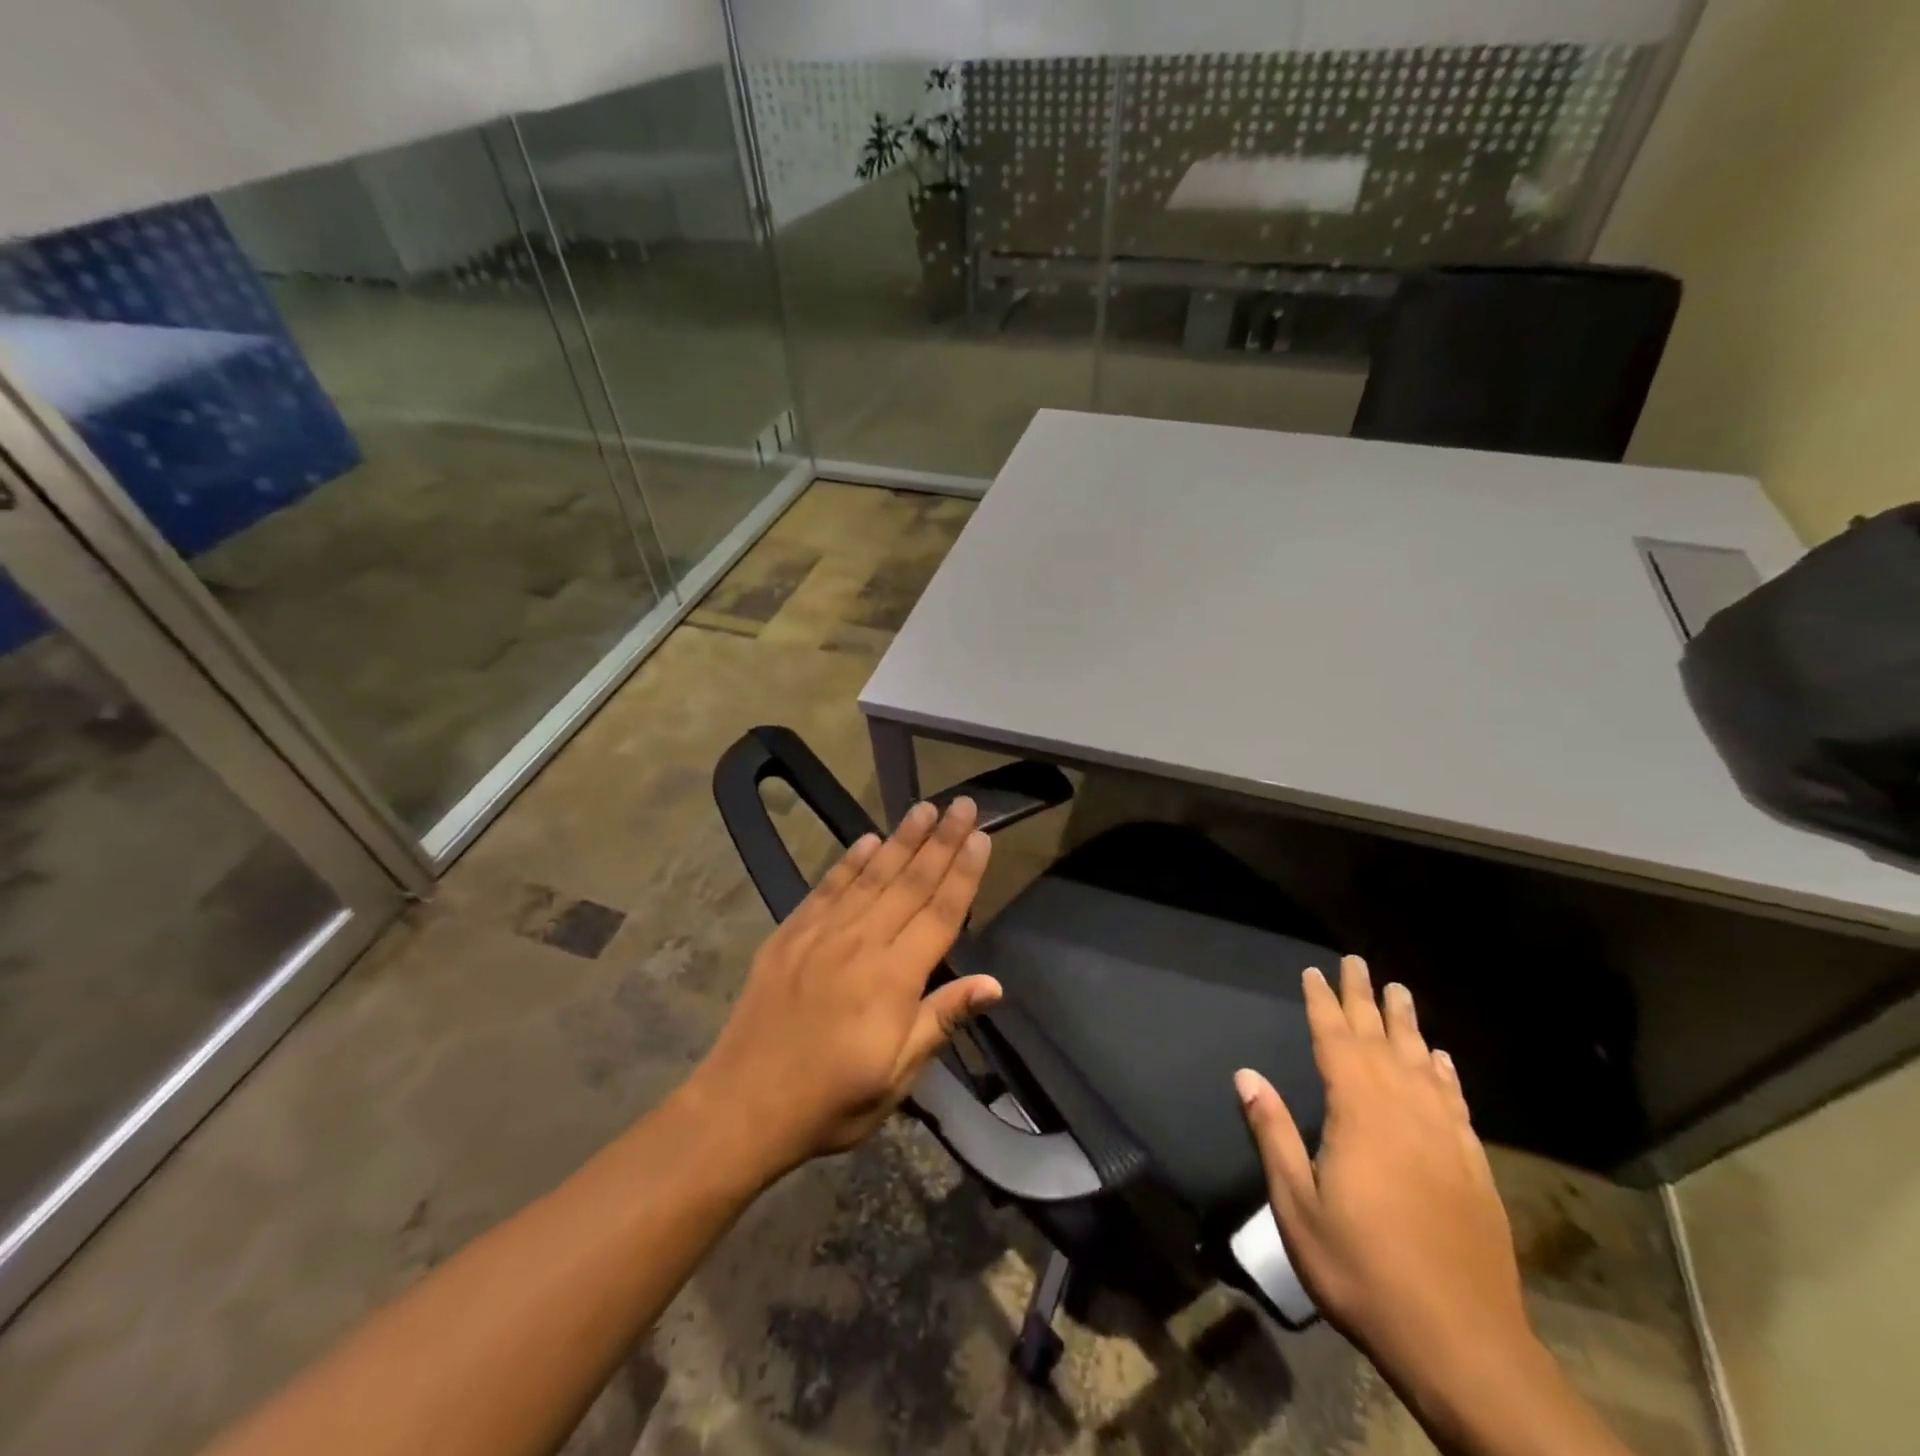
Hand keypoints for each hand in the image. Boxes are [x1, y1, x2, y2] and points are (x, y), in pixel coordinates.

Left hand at [689, 798, 1001, 1179]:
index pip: (941, 913)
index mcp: (894, 978)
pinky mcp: (790, 934)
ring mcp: (822, 933)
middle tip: (963, 804)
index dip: (964, 873)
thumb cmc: (832, 1100)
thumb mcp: (897, 1075)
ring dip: (901, 839)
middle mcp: (862, 942)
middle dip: (941, 841)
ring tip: (924, 808)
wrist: (744, 1104)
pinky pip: (826, 887)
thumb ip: (942, 1020)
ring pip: (872, 876)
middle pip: (911, 882)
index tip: (981, 836)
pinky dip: (849, 861)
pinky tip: (867, 840)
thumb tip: (994, 983)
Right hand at [1235, 957, 1533, 1416]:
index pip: (1336, 1042)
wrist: (1463, 1343)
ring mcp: (1445, 1138)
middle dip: (1365, 999)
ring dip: (1408, 1025)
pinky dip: (1445, 1074)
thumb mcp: (1297, 1207)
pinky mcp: (1473, 1167)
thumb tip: (1246, 1074)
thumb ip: (1273, 1134)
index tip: (1315, 972)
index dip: (1323, 1004)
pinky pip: (1455, 1102)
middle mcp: (1405, 1112)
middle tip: (1357, 962)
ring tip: (1399, 992)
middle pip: (1381, 1041)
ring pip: (1422, 1063)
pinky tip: (1441, 1060)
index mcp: (1360, 1115)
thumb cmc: (1363, 1271)